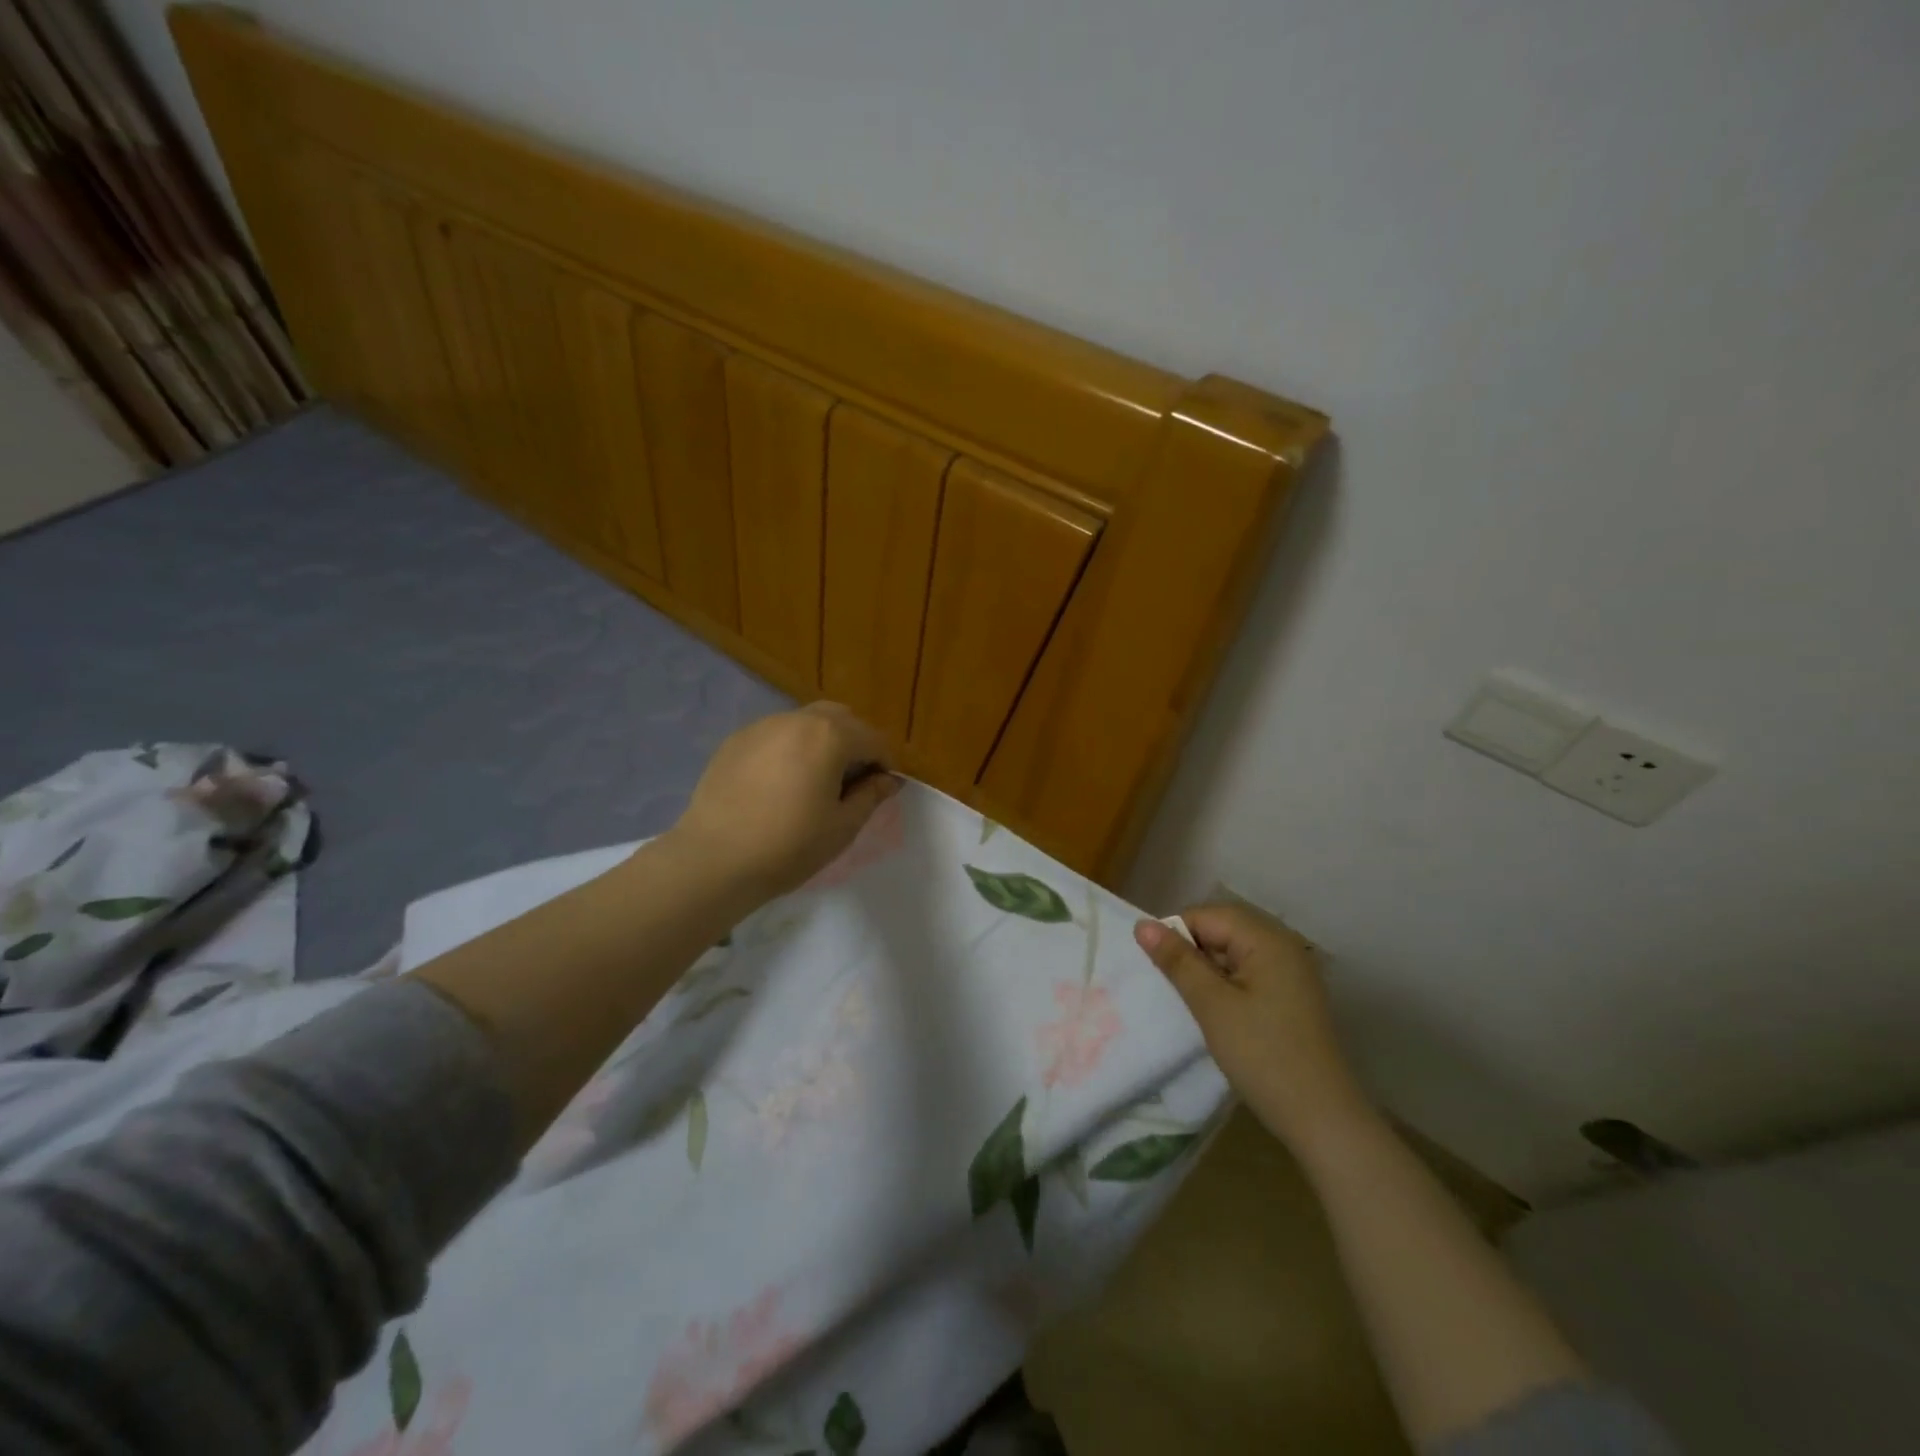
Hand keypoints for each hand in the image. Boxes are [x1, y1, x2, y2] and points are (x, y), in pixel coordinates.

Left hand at [668, 702, 900, 902]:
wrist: (715, 859)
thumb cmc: (789, 846)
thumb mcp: (842, 826)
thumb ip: (871, 795)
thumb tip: (888, 779)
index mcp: (829, 736)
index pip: (873, 738)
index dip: (886, 762)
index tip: (883, 789)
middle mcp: (797, 720)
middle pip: (839, 718)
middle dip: (854, 742)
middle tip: (853, 780)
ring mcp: (762, 727)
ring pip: (805, 722)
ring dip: (821, 742)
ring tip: (816, 780)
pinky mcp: (735, 741)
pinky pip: (775, 735)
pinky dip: (790, 749)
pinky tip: (780, 783)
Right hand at [1134, 904, 1372, 1149]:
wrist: (1322, 1119)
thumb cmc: (1262, 1055)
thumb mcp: (1211, 1005)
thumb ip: (1178, 961)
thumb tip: (1142, 925)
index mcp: (1268, 939)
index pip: (1208, 915)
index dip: (1176, 934)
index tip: (1156, 967)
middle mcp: (1283, 945)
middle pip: (1223, 928)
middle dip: (1191, 949)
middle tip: (1169, 983)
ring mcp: (1291, 971)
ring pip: (1234, 951)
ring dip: (1207, 968)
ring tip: (1188, 998)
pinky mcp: (1291, 995)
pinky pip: (1249, 971)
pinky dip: (1226, 982)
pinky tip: (1215, 1009)